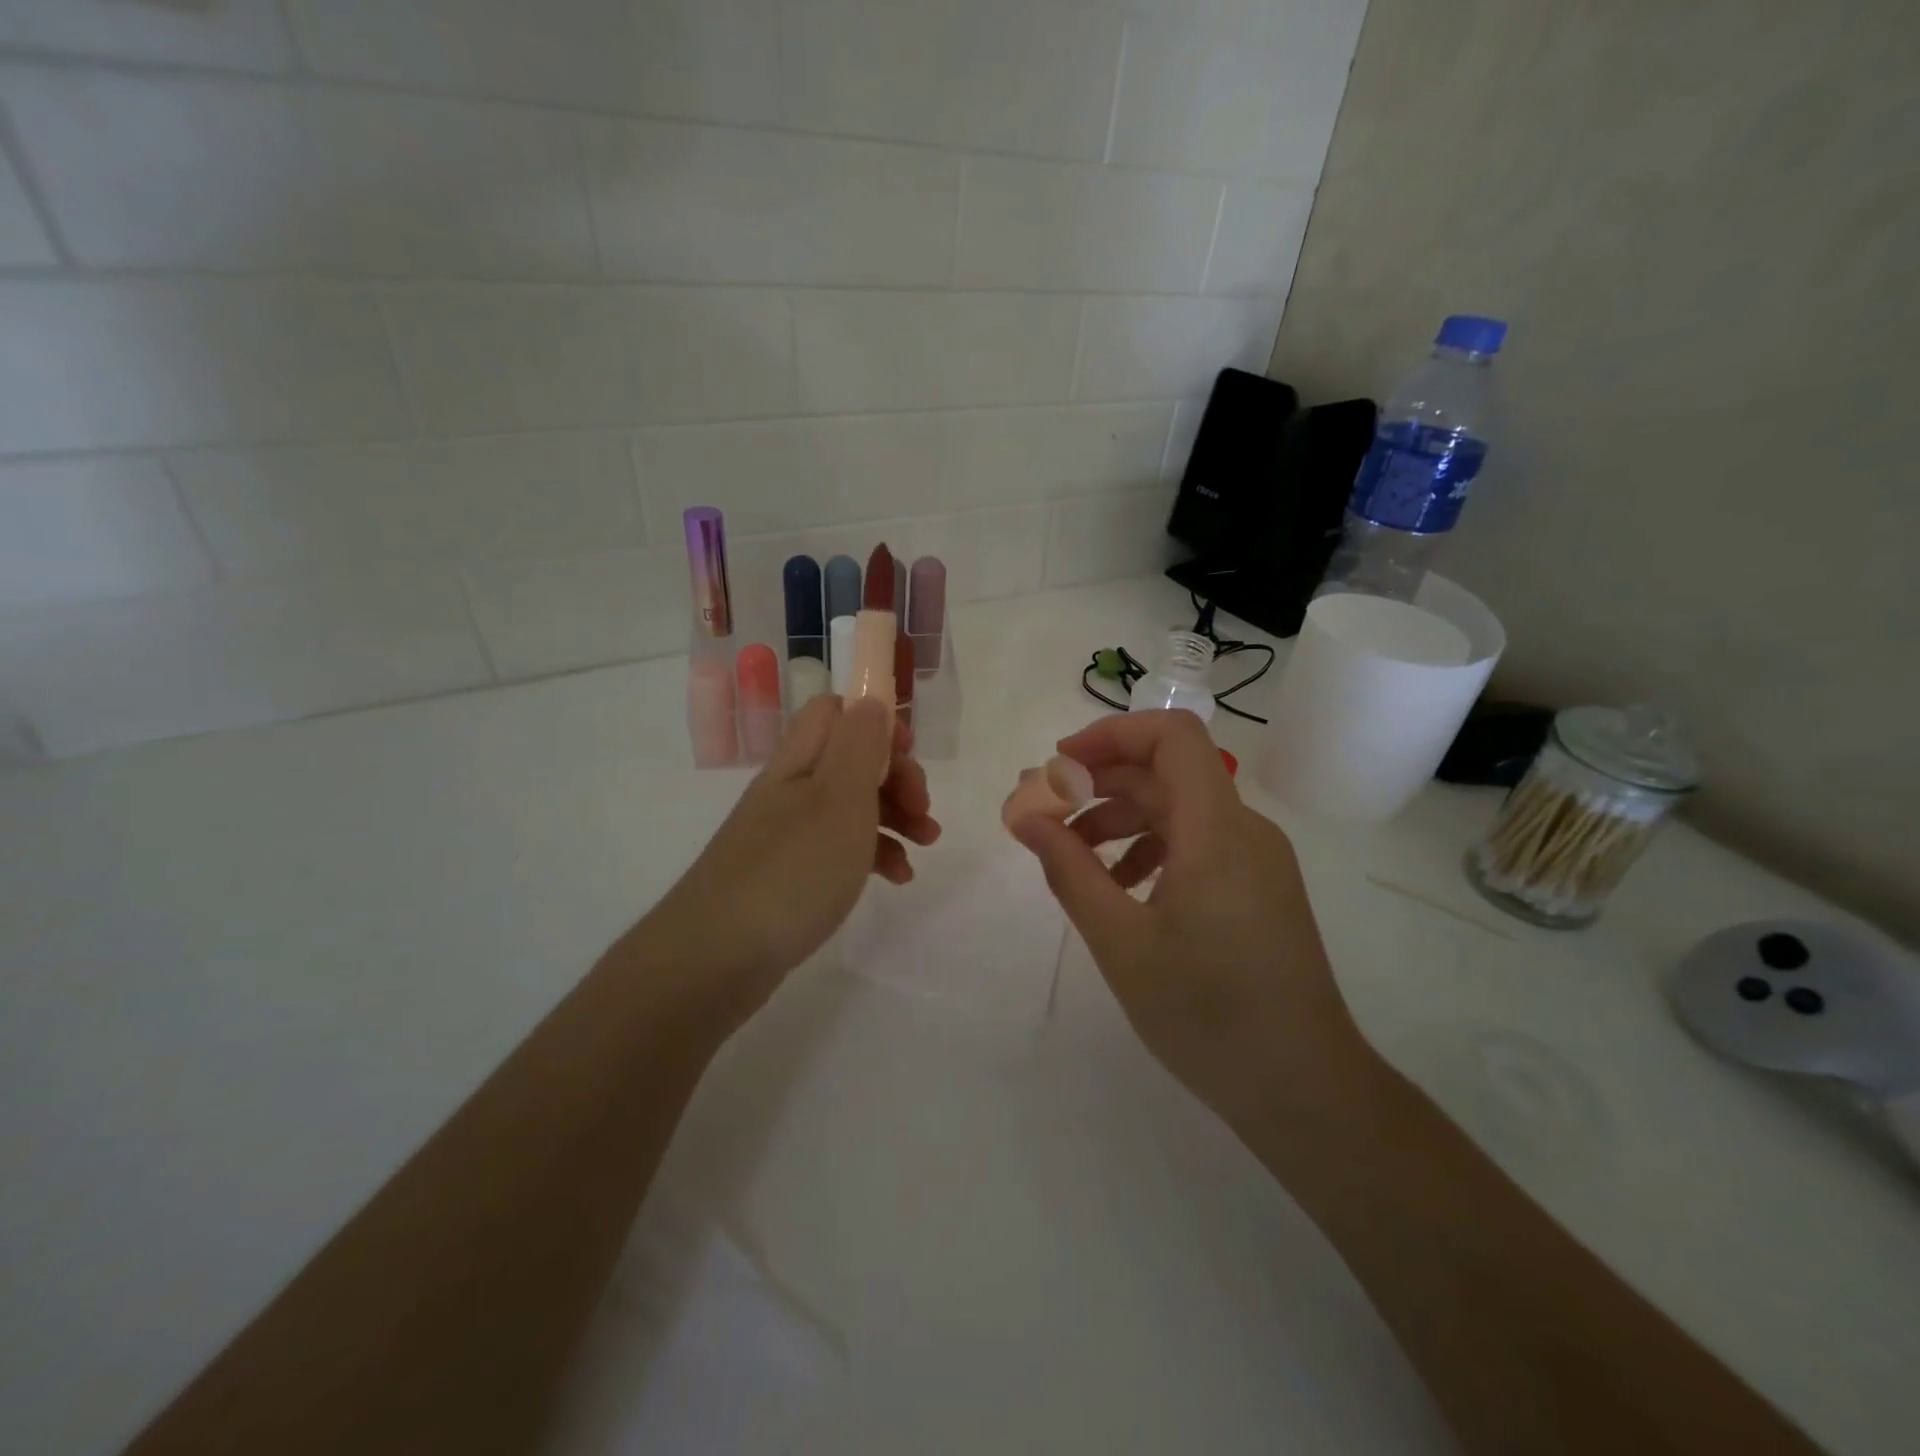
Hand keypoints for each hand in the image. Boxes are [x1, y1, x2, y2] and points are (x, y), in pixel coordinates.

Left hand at [644, 694, 939, 1014]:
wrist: (716, 958)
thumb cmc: (793, 870)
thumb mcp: (839, 798)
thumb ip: (860, 744)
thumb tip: (870, 699)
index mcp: (800, 761)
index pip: (835, 712)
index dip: (876, 723)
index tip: (910, 756)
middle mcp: (791, 790)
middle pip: (851, 760)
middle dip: (897, 778)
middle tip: (924, 812)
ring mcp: (787, 834)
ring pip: (851, 806)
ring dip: (895, 818)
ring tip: (925, 847)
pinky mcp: (789, 874)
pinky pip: (840, 849)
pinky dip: (873, 856)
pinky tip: (896, 879)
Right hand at [1010, 710, 1366, 1131]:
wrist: (1303, 1087)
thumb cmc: (1207, 1013)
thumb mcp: (1120, 941)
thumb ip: (1069, 870)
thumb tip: (1025, 816)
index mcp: (1216, 830)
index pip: (1172, 736)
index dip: (1111, 734)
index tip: (1059, 765)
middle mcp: (1243, 830)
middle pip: (1166, 773)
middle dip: (1099, 783)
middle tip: (1044, 814)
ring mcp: (1256, 859)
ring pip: (1179, 809)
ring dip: (1120, 820)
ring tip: (1072, 859)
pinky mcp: (1258, 887)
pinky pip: (1197, 843)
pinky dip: (1150, 849)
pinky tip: (1120, 889)